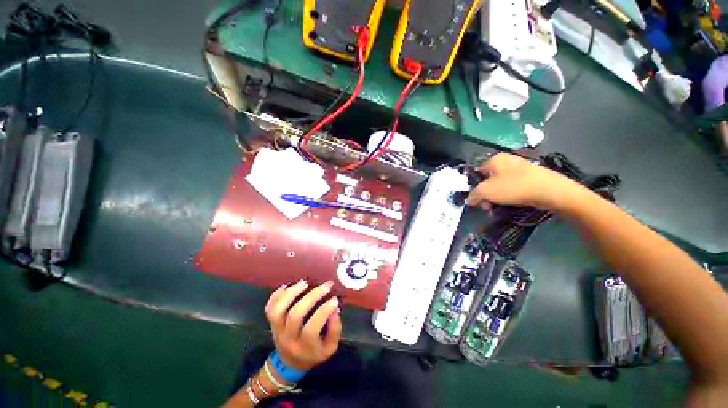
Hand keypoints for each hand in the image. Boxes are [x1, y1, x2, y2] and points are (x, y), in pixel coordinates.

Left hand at [264, 280, 341, 370]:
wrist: (290, 363)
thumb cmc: (313, 353)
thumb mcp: (330, 348)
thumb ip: (334, 329)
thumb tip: (335, 309)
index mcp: (305, 347)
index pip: (312, 328)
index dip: (324, 311)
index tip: (335, 299)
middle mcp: (288, 338)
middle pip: (295, 315)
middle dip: (312, 297)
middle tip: (326, 286)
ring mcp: (277, 330)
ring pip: (278, 310)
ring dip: (291, 293)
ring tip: (305, 282)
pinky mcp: (271, 323)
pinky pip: (269, 308)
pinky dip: (276, 295)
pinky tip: (287, 285)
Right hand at [465, 153, 581, 210]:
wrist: (550, 191)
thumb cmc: (513, 187)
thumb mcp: (485, 191)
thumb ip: (473, 195)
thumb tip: (468, 199)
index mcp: (494, 159)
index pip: (476, 173)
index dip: (474, 187)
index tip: (476, 201)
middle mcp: (506, 161)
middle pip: (488, 180)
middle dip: (485, 196)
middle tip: (488, 208)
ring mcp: (519, 168)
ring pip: (500, 186)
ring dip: (496, 199)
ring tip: (498, 210)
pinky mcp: (530, 177)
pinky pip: (512, 188)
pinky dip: (508, 197)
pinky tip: (510, 205)